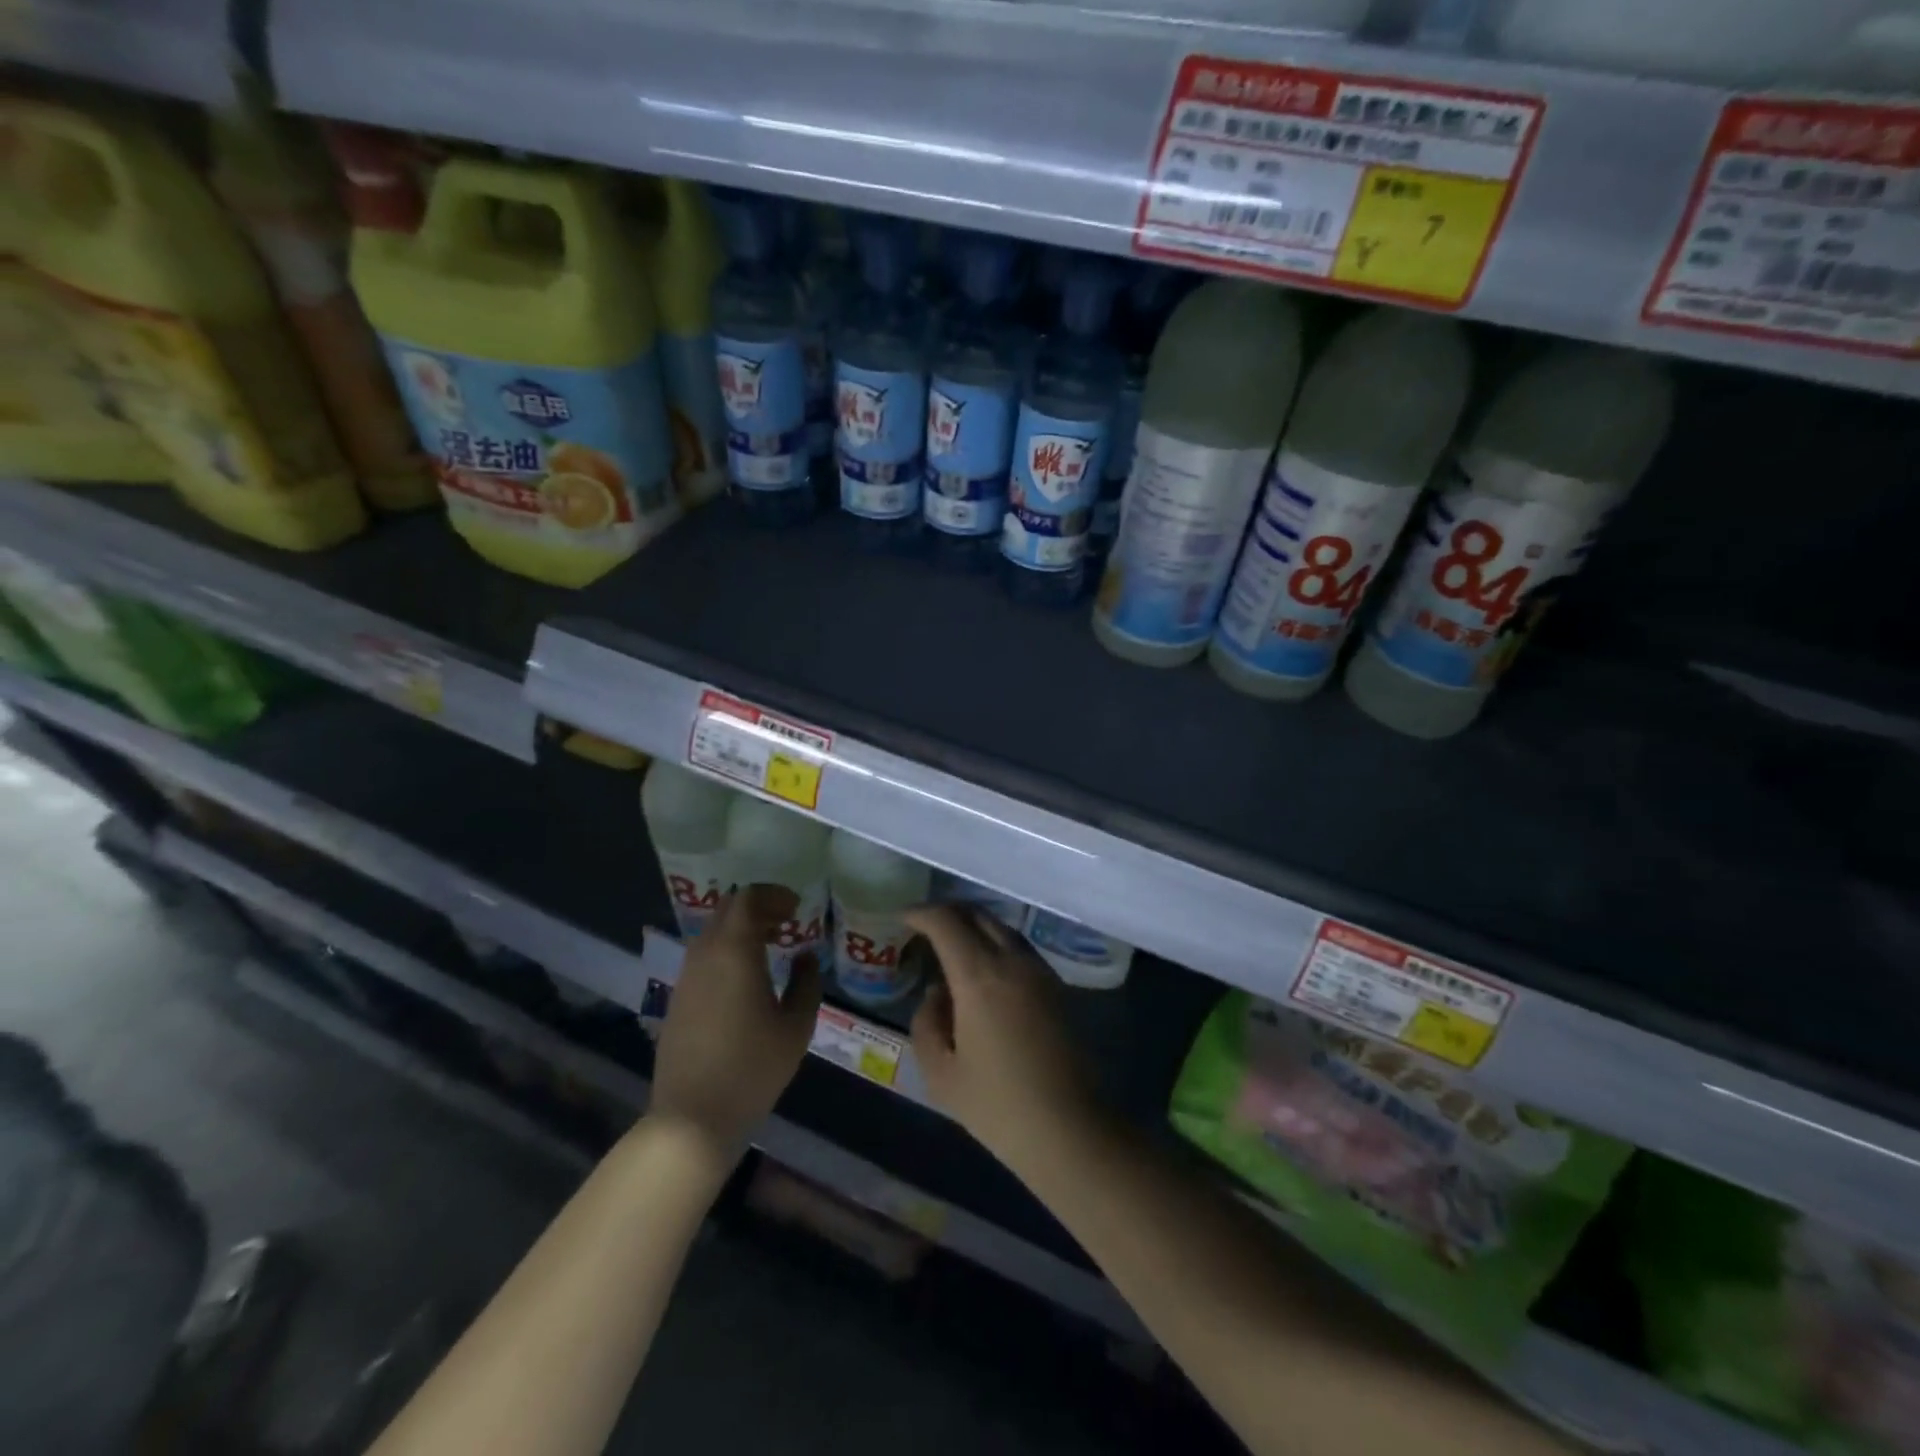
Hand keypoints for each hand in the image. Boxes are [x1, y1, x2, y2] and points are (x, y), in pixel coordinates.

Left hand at [651, 885, 822, 1154]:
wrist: (692, 1117)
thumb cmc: (752, 1068)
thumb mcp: (796, 1026)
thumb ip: (806, 983)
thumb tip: (805, 958)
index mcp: (735, 951)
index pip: (748, 898)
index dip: (774, 895)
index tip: (796, 909)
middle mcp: (705, 954)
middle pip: (727, 909)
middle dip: (758, 907)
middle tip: (786, 923)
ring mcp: (686, 977)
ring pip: (712, 932)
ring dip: (741, 929)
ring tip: (770, 948)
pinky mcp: (677, 999)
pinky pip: (703, 957)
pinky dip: (726, 951)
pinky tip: (745, 978)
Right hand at [905, 905, 1099, 1168]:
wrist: (1072, 1130)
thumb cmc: (998, 1106)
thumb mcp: (941, 1073)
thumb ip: (927, 1022)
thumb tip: (938, 992)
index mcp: (979, 975)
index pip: (946, 921)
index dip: (921, 913)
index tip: (903, 918)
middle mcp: (1013, 961)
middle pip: (978, 915)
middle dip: (948, 913)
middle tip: (924, 927)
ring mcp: (1041, 971)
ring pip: (1002, 928)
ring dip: (974, 927)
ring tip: (952, 946)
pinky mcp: (1059, 986)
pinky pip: (1020, 949)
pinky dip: (995, 944)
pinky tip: (984, 971)